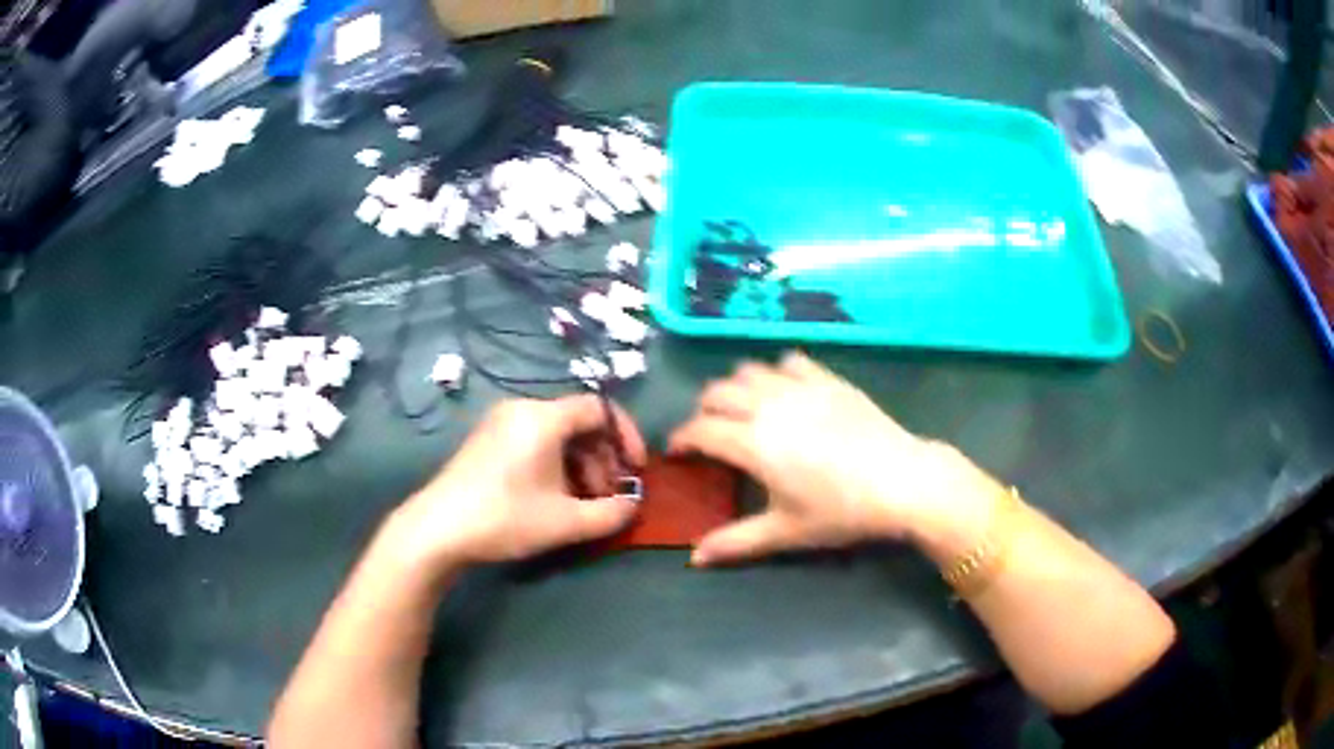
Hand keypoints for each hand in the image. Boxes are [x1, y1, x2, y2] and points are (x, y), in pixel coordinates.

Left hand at [389, 396, 646, 568]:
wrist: (437, 529)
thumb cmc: (505, 518)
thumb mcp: (565, 522)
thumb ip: (610, 513)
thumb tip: (632, 506)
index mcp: (543, 417)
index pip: (600, 408)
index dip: (626, 436)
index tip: (636, 470)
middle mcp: (521, 409)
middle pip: (578, 422)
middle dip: (602, 458)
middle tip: (608, 495)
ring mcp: (500, 423)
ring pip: (557, 434)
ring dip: (580, 465)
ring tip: (583, 503)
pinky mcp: (487, 440)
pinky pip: (534, 440)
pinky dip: (555, 463)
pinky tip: (554, 498)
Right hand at [669, 353, 997, 565]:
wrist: (901, 480)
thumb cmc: (840, 511)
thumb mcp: (786, 532)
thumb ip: (736, 542)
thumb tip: (694, 559)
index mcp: (753, 443)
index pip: (701, 429)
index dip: (681, 438)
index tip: (677, 451)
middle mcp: (769, 406)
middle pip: (717, 392)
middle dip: (703, 410)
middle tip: (708, 432)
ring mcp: (801, 387)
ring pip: (749, 370)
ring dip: (735, 387)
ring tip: (741, 409)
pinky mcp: (828, 379)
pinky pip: (790, 362)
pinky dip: (775, 372)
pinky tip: (784, 390)